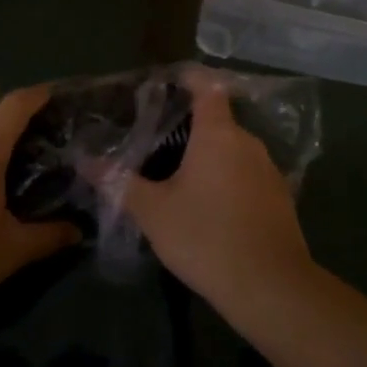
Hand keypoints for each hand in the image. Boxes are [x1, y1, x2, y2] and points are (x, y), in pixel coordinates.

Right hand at [126, 76, 314, 313]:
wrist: (271, 287)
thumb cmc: (206, 237)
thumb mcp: (153, 212)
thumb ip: (119, 183)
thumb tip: (85, 161)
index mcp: (218, 133)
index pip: (206, 86)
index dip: (188, 78)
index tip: (165, 84)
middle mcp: (248, 142)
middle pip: (218, 120)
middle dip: (190, 127)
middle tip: (158, 142)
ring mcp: (269, 170)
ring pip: (233, 150)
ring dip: (210, 157)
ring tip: (180, 176)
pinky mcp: (280, 198)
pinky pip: (247, 175)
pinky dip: (228, 180)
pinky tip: (210, 206)